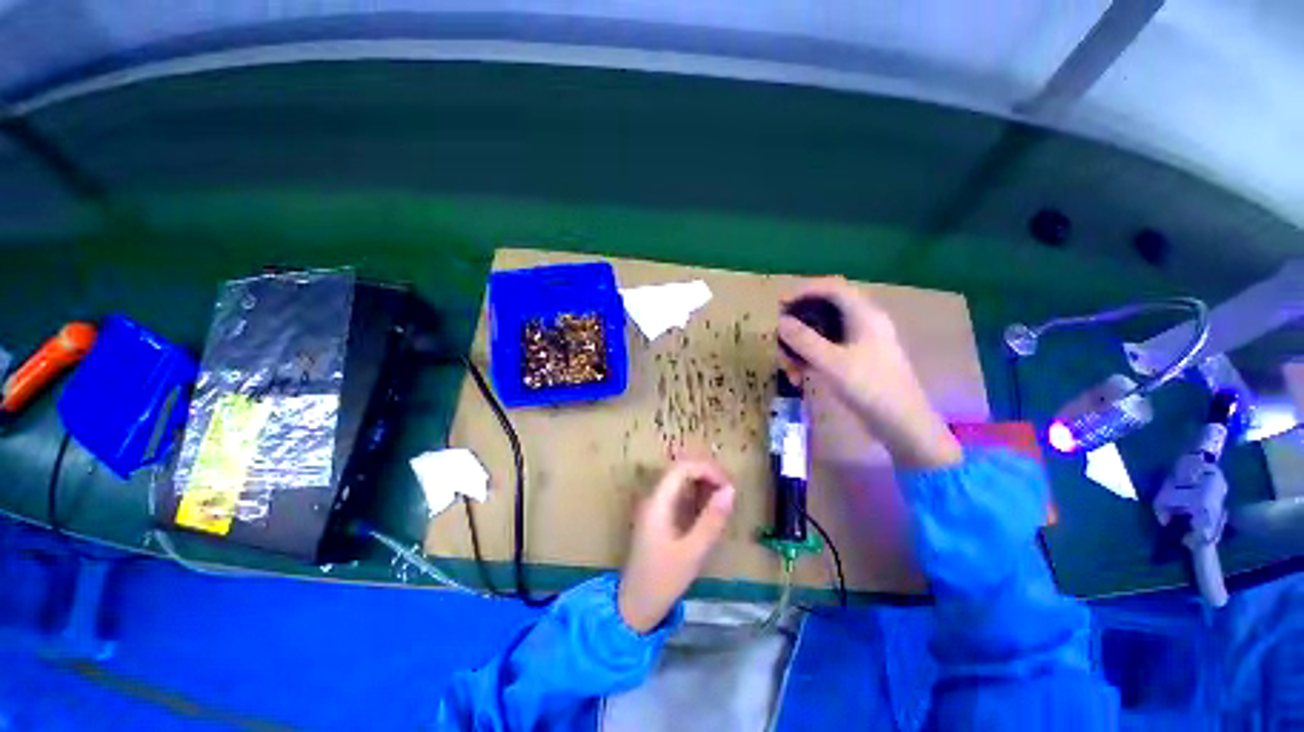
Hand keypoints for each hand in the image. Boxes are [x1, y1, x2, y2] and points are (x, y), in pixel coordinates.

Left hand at [618, 460, 735, 632]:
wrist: (635, 607)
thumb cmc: (663, 580)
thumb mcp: (693, 551)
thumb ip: (712, 519)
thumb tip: (731, 490)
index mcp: (657, 502)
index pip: (681, 468)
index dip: (706, 469)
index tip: (728, 484)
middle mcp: (654, 498)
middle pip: (680, 471)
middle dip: (706, 475)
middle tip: (729, 491)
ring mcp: (654, 508)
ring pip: (679, 483)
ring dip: (702, 484)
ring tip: (724, 499)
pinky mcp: (658, 518)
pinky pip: (678, 496)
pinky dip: (696, 497)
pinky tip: (709, 510)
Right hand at [777, 276, 961, 469]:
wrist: (902, 424)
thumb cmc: (871, 388)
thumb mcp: (832, 363)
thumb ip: (804, 340)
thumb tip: (781, 321)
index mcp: (864, 315)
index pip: (832, 288)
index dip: (804, 290)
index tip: (779, 303)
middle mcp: (862, 324)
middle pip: (822, 312)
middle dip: (797, 328)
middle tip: (780, 343)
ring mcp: (859, 343)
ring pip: (821, 334)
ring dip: (800, 349)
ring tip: (789, 370)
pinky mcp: (855, 361)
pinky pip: (826, 351)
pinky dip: (810, 360)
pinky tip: (799, 377)